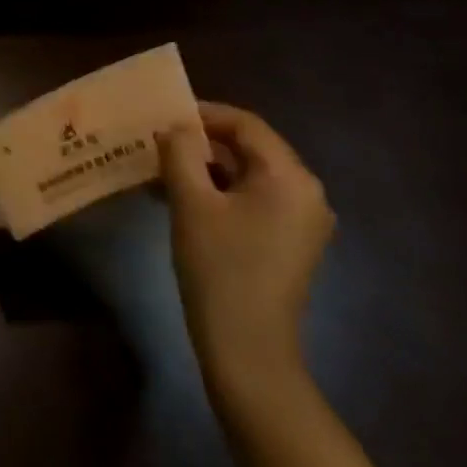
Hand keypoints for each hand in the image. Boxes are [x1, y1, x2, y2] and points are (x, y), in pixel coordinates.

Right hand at [160, 102, 334, 413]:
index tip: (165, 117)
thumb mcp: (190, 203)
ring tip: (164, 172)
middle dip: (203, 143)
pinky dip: (222, 194)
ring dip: (208, 169)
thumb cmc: (219, 269)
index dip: (204, 114)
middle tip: (160, 143)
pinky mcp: (293, 244)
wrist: (248, 351)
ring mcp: (303, 221)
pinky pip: (256, 201)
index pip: (246, 125)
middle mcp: (307, 192)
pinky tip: (184, 202)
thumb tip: (174, 128)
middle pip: (251, 149)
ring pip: (250, 176)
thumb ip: (180, 153)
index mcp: (290, 177)